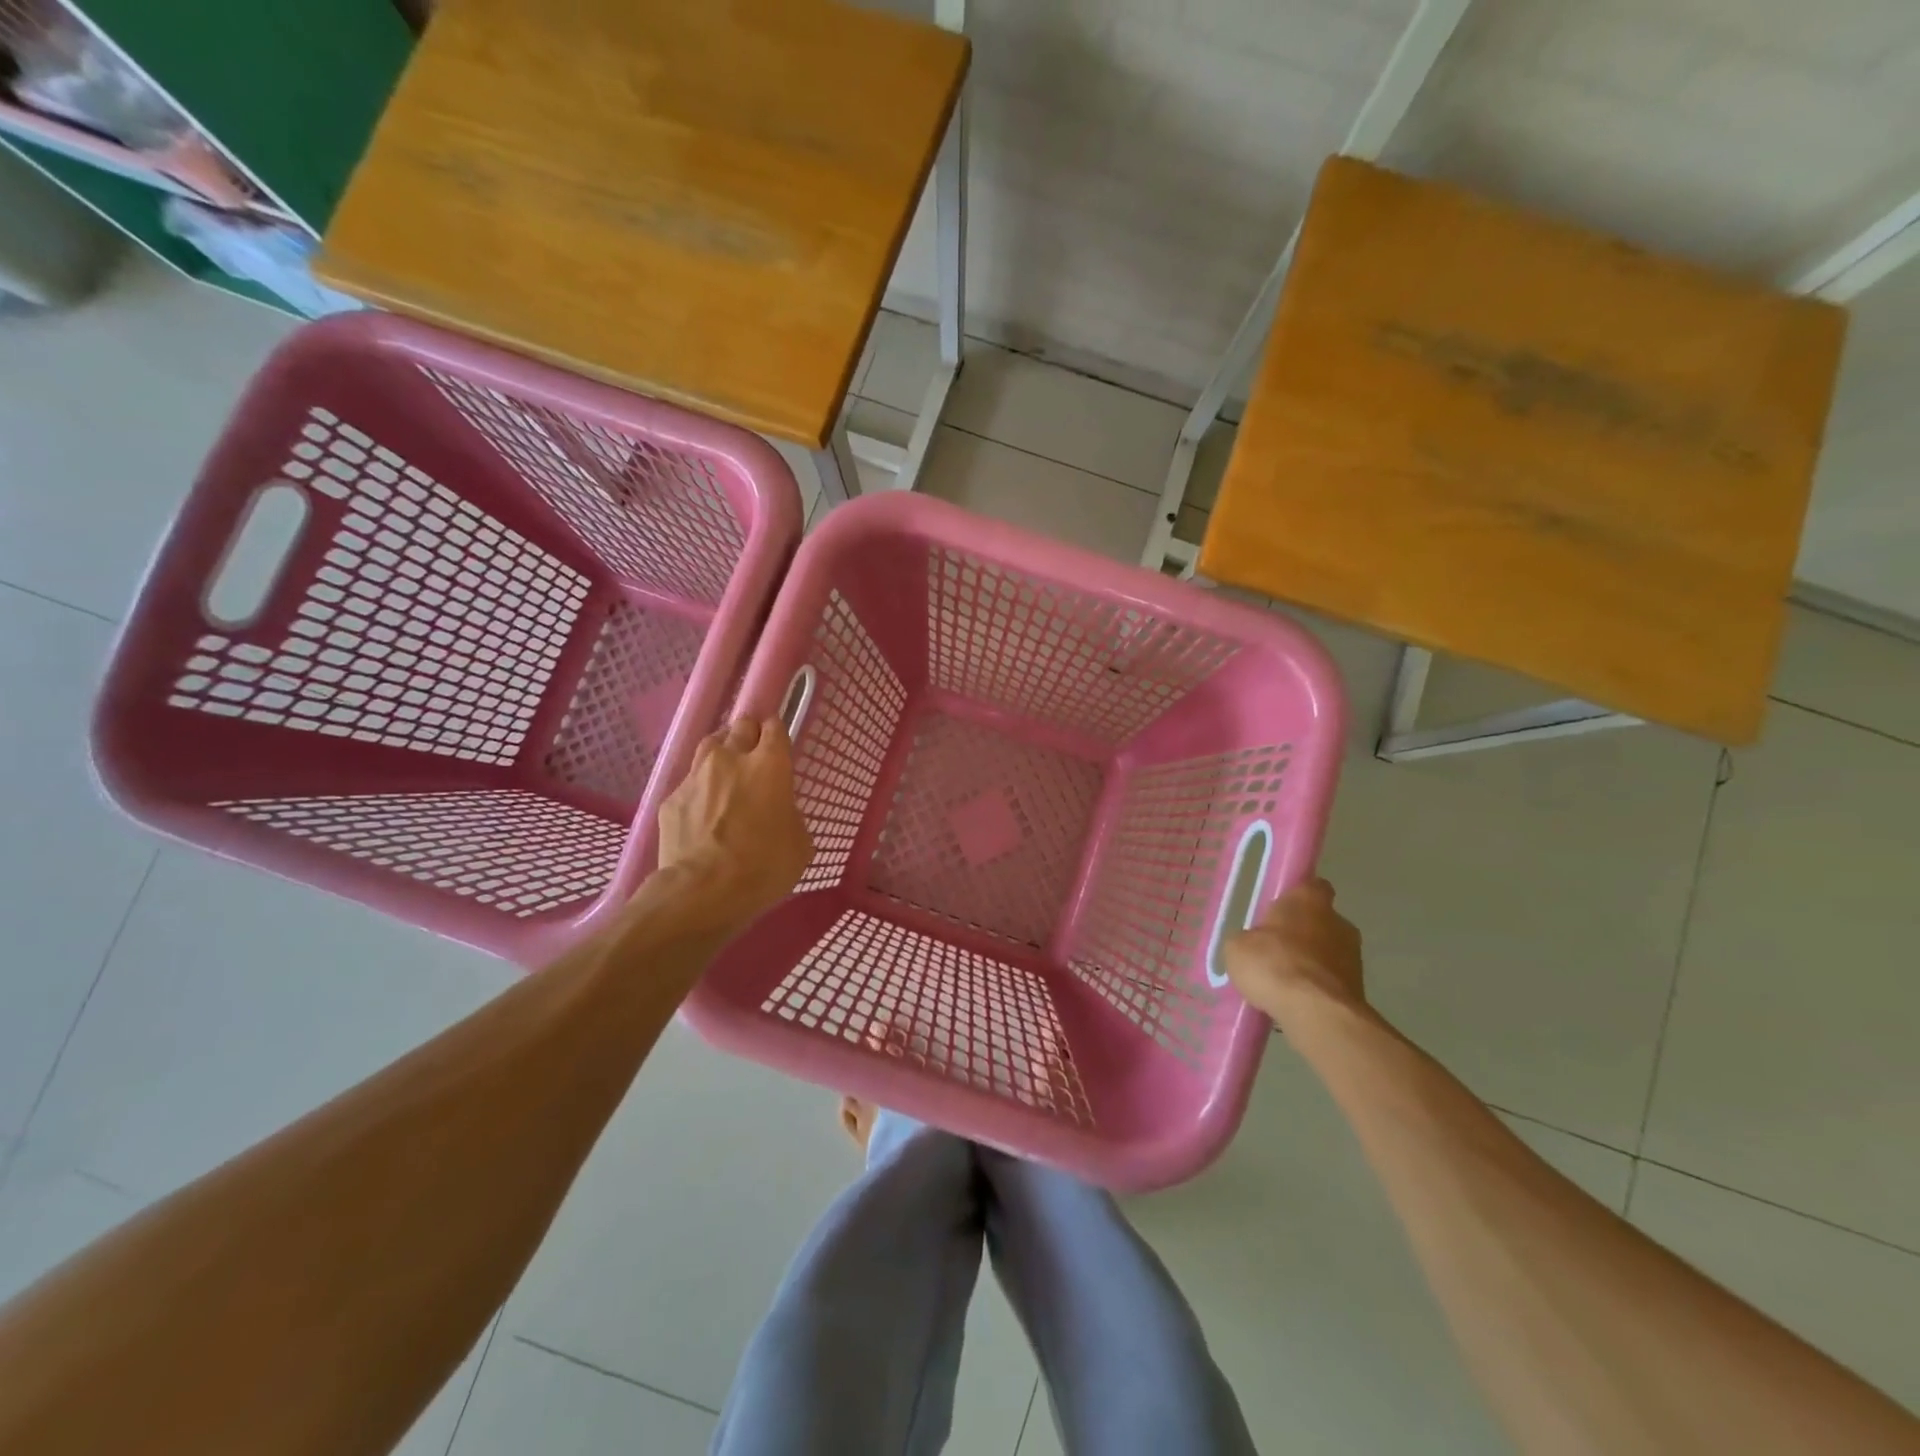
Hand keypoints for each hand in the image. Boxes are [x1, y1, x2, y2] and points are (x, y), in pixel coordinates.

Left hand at [656, 717, 811, 926]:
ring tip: (726, 773)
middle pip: (740, 727)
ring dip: (721, 754)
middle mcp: (731, 759)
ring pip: (710, 746)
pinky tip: (703, 812)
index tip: (778, 745)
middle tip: (754, 756)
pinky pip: (689, 784)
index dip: (777, 733)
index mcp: (769, 766)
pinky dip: (699, 791)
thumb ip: (790, 815)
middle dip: (749, 735)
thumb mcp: (799, 844)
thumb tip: (779, 813)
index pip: (774, 728)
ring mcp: (696, 776)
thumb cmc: (763, 867)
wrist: (702, 891)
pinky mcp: (671, 799)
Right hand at [1222, 877, 1367, 1028]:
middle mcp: (1339, 921)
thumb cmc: (1274, 965)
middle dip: (1303, 934)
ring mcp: (1354, 957)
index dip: (1297, 897)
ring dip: (1312, 963)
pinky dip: (1318, 989)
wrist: (1317, 1013)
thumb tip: (1253, 944)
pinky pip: (1333, 982)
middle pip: (1321, 921)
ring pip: (1329, 953)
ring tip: (1285, 983)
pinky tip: (1297, 1002)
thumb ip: (1248, 939)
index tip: (1280, 911)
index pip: (1311, 886)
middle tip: (1276, 951)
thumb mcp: (1238, 947)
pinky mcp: (1360, 989)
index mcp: (1309, 900)